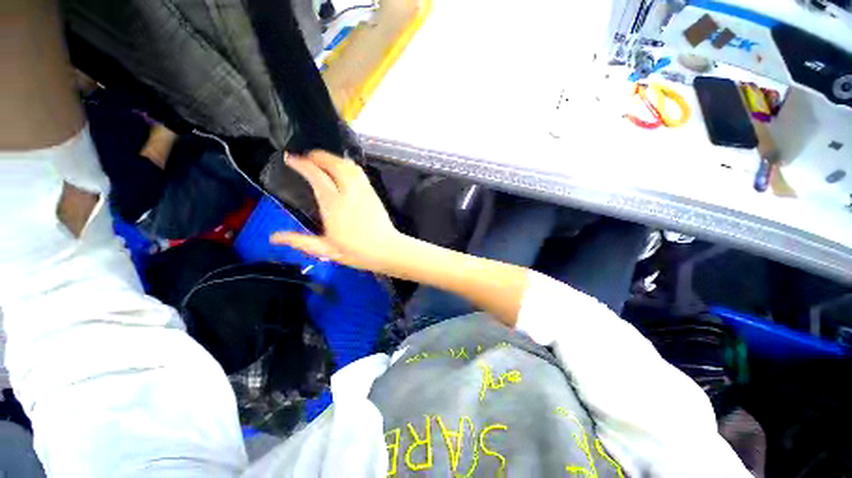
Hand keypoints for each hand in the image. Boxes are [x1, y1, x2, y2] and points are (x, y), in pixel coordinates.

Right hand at [270, 151, 402, 272]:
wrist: (386, 249)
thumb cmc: (357, 251)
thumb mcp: (326, 250)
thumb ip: (300, 241)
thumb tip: (273, 238)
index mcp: (334, 205)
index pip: (317, 177)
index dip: (303, 165)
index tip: (291, 159)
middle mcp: (349, 193)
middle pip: (334, 165)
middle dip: (319, 156)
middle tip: (307, 156)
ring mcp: (364, 191)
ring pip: (349, 166)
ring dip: (334, 158)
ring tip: (324, 160)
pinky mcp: (373, 193)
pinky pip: (360, 173)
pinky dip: (348, 166)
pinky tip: (344, 170)